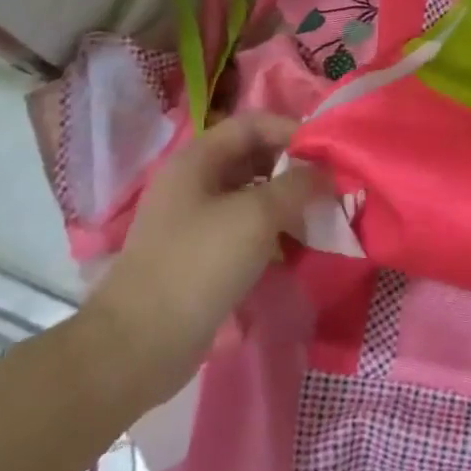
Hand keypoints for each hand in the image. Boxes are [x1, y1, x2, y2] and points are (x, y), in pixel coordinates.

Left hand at [81, 113, 319, 408]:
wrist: (138, 346)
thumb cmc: (198, 264)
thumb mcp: (257, 215)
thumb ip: (298, 185)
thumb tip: (328, 173)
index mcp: (198, 160)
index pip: (253, 124)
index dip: (292, 130)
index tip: (329, 153)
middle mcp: (195, 182)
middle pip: (254, 158)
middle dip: (295, 168)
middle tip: (332, 186)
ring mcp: (195, 220)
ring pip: (252, 196)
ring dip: (288, 202)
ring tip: (322, 217)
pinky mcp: (200, 255)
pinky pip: (245, 229)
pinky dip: (273, 231)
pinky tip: (297, 247)